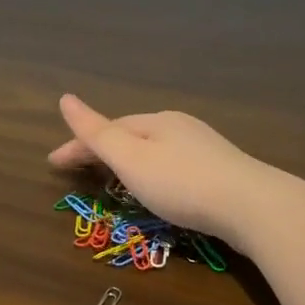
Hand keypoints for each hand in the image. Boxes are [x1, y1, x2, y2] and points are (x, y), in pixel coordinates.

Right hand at [47, 94, 277, 248]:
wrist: (252, 206)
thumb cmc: (182, 182)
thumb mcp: (131, 158)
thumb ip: (97, 133)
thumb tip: (65, 98)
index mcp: (155, 120)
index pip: (106, 129)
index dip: (77, 146)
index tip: (51, 165)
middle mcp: (179, 126)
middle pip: (130, 135)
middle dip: (100, 151)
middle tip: (74, 170)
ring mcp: (203, 148)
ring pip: (153, 150)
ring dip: (126, 161)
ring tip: (110, 179)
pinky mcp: (220, 171)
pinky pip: (172, 165)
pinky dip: (151, 173)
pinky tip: (156, 187)